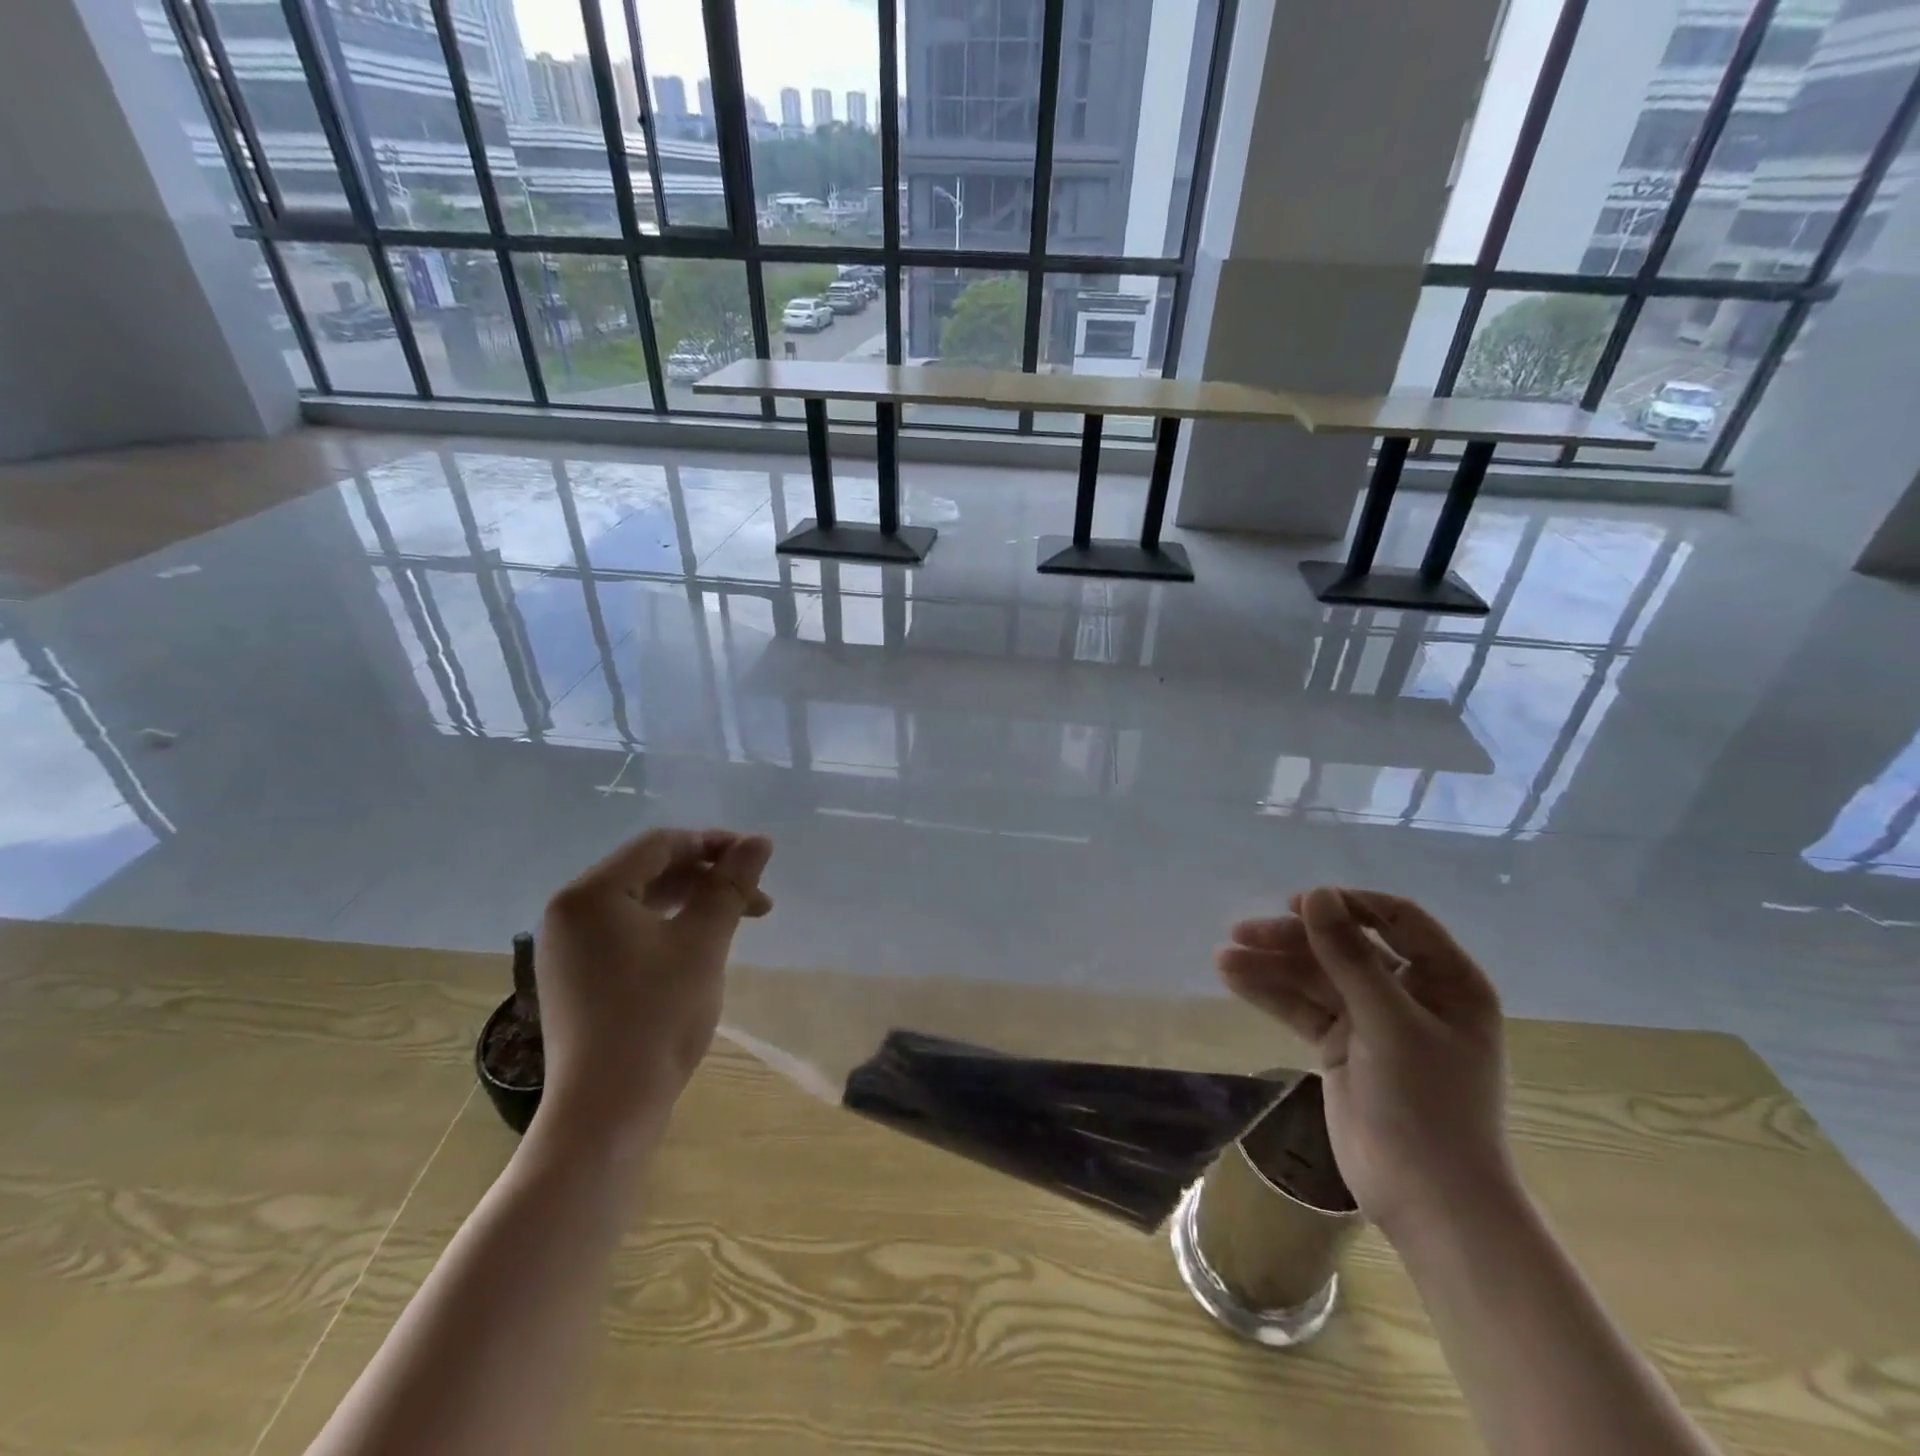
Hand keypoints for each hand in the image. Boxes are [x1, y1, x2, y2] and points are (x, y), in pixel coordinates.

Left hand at [535, 828, 772, 1150]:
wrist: (607, 1111)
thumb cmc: (657, 1017)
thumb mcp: (703, 942)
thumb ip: (731, 885)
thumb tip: (760, 841)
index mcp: (591, 894)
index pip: (660, 845)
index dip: (714, 844)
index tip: (758, 859)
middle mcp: (570, 911)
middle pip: (649, 870)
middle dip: (707, 876)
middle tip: (755, 897)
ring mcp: (568, 947)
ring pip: (640, 902)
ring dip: (692, 902)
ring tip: (738, 918)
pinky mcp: (576, 976)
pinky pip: (626, 931)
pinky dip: (668, 927)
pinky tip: (699, 943)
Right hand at [1215, 887, 1512, 1239]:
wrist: (1429, 1201)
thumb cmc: (1428, 1105)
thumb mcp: (1390, 1023)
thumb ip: (1349, 957)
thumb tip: (1316, 894)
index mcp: (1447, 982)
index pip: (1396, 920)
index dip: (1347, 906)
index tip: (1298, 904)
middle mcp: (1411, 994)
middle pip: (1345, 947)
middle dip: (1294, 939)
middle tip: (1243, 932)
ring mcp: (1374, 1022)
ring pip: (1316, 977)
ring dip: (1272, 965)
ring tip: (1224, 958)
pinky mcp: (1342, 1047)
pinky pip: (1303, 1008)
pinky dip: (1271, 993)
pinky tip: (1233, 978)